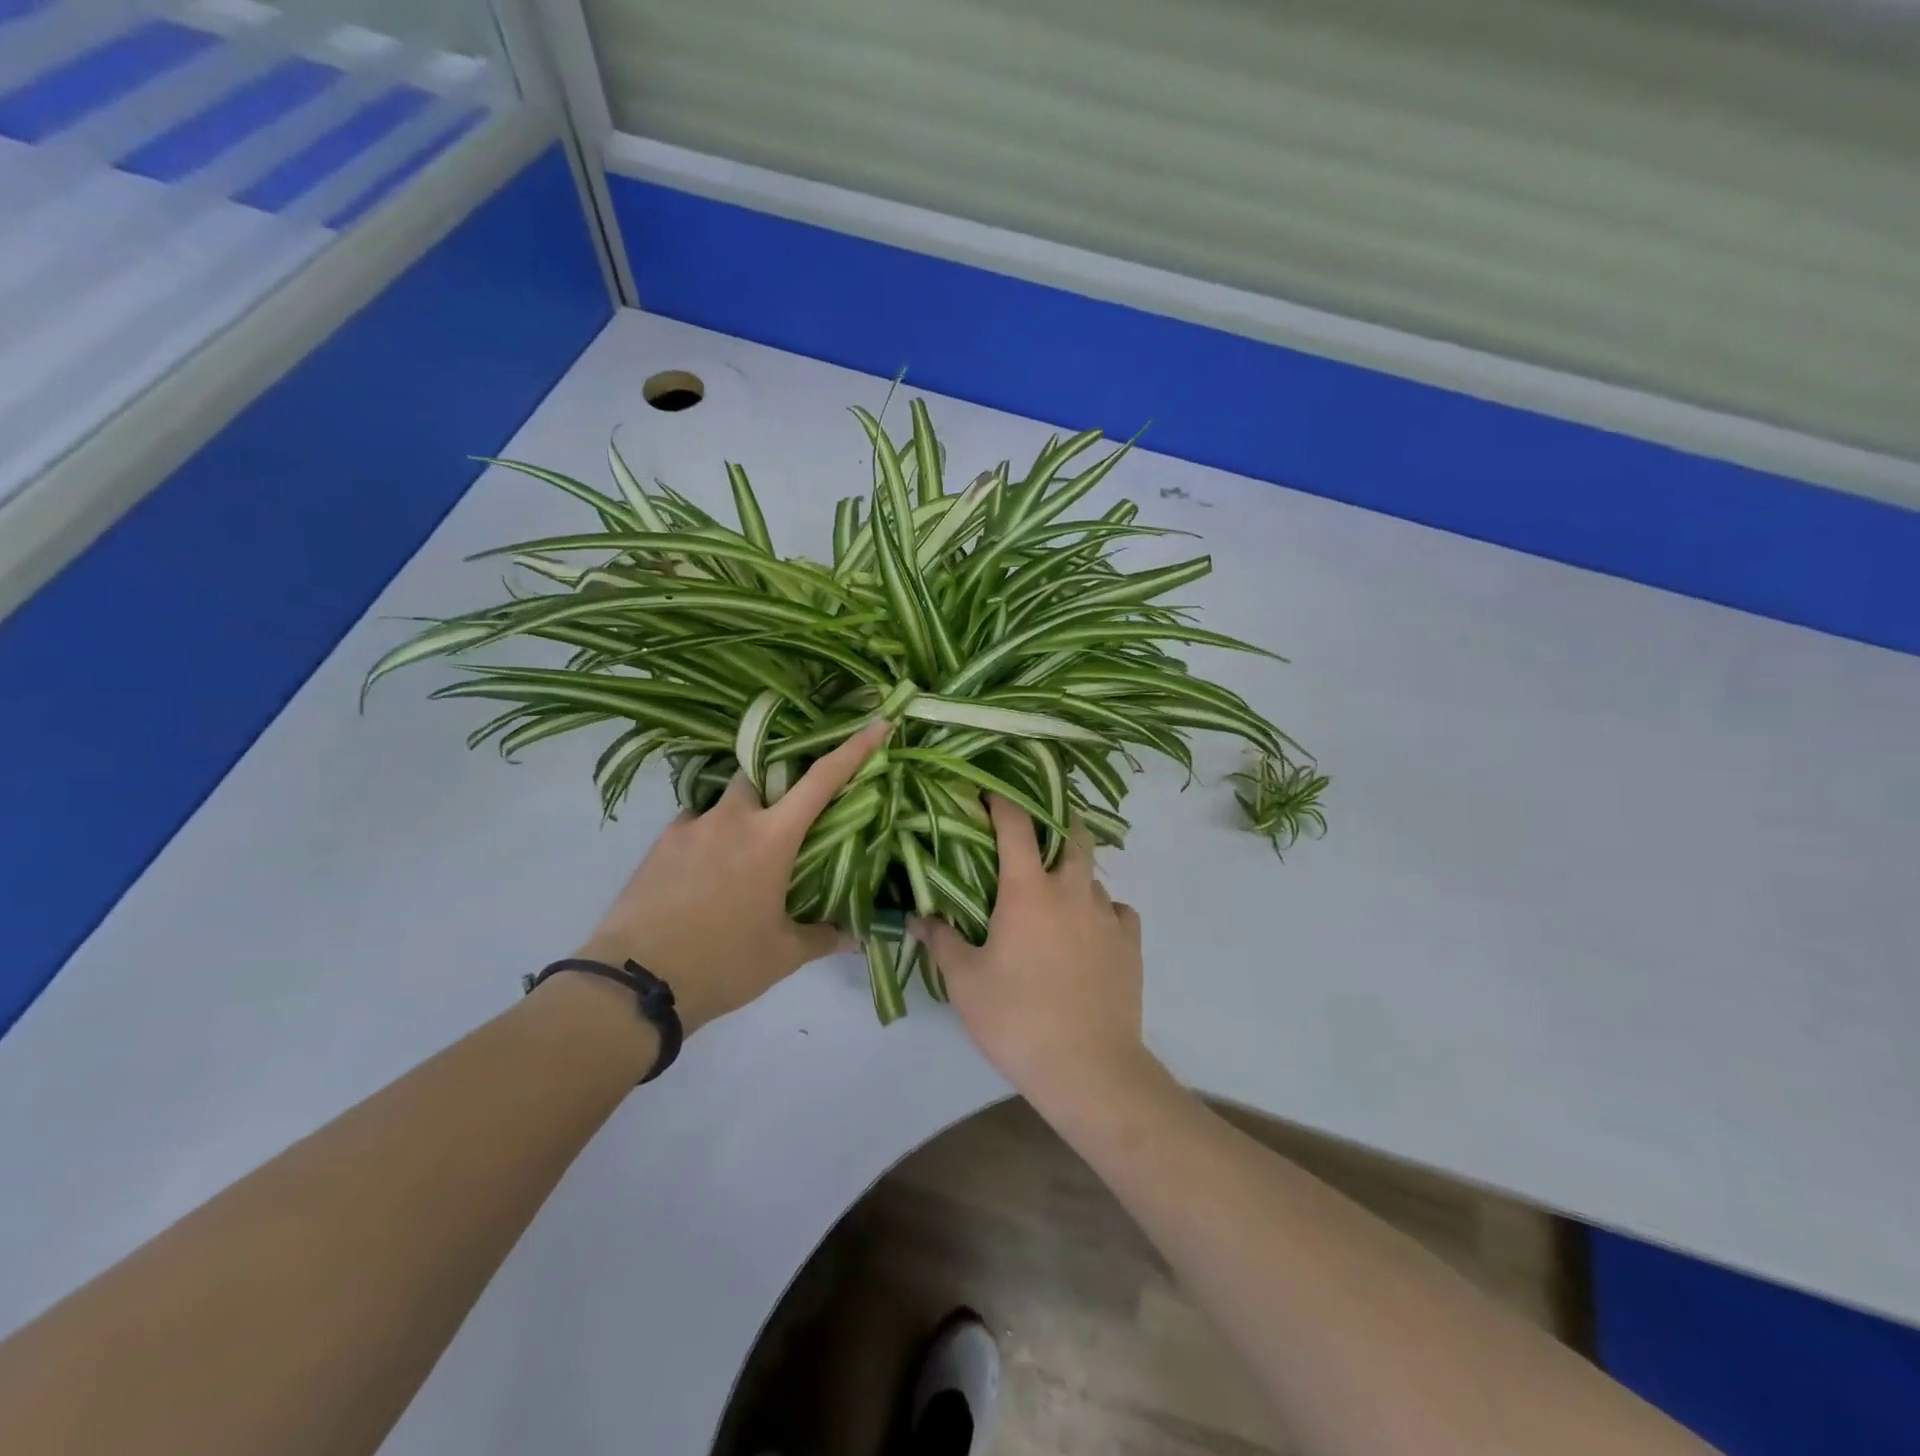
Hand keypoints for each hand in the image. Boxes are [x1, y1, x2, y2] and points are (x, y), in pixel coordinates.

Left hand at [575, 721, 889, 1034]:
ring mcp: (691, 826)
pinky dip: (707, 836)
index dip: (853, 749)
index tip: (877, 724)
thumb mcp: (782, 955)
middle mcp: (732, 819)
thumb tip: (858, 937)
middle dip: (776, 780)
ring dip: (739, 813)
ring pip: (724, 800)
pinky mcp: (660, 843)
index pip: (821, 780)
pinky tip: (705, 871)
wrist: (635, 983)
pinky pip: (693, 823)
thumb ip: (824, 937)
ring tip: (739, 853)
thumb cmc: (722, 964)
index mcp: (771, 838)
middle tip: (785, 812)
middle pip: (761, 774)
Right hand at [915, 797, 1146, 1105]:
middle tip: (1033, 832)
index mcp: (1028, 890)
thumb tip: (915, 915)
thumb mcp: (965, 982)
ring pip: (1091, 874)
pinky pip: (1116, 910)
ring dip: (1071, 872)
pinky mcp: (1130, 942)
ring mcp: (1107, 914)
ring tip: (1054, 894)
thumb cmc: (1016, 1019)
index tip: (988, 793)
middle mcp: (1072, 890)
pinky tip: (1088, 932)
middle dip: (1053, 819)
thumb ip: (940, 941)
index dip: (1002, 801)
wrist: (1088, 1067)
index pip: (1017, 824)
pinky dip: (1100, 910)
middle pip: (1070, 832)